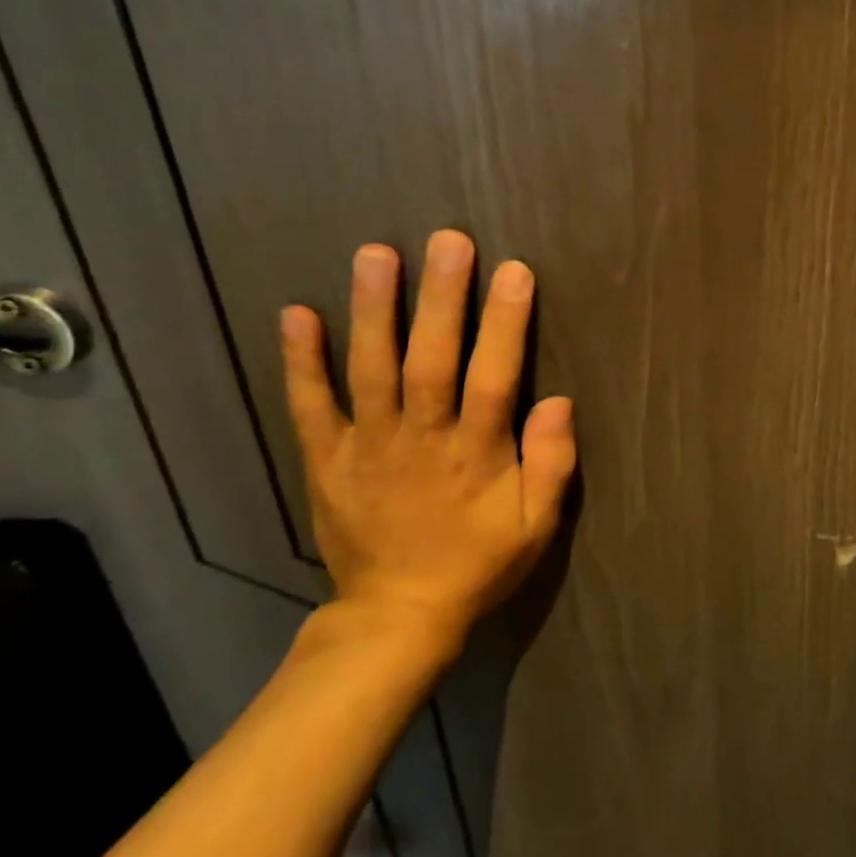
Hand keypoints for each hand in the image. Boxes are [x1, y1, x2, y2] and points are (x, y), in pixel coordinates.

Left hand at [279, 230, 577, 652]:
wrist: (396, 616)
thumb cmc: (478, 563)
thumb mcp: (537, 526)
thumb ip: (552, 464)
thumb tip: (559, 402)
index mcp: (475, 454)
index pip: (493, 377)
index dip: (504, 324)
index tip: (514, 271)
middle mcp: (420, 439)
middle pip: (430, 360)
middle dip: (441, 298)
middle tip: (447, 240)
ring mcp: (366, 446)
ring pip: (370, 370)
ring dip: (373, 311)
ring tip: (377, 254)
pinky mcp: (326, 459)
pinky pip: (309, 405)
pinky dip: (301, 361)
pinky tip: (296, 313)